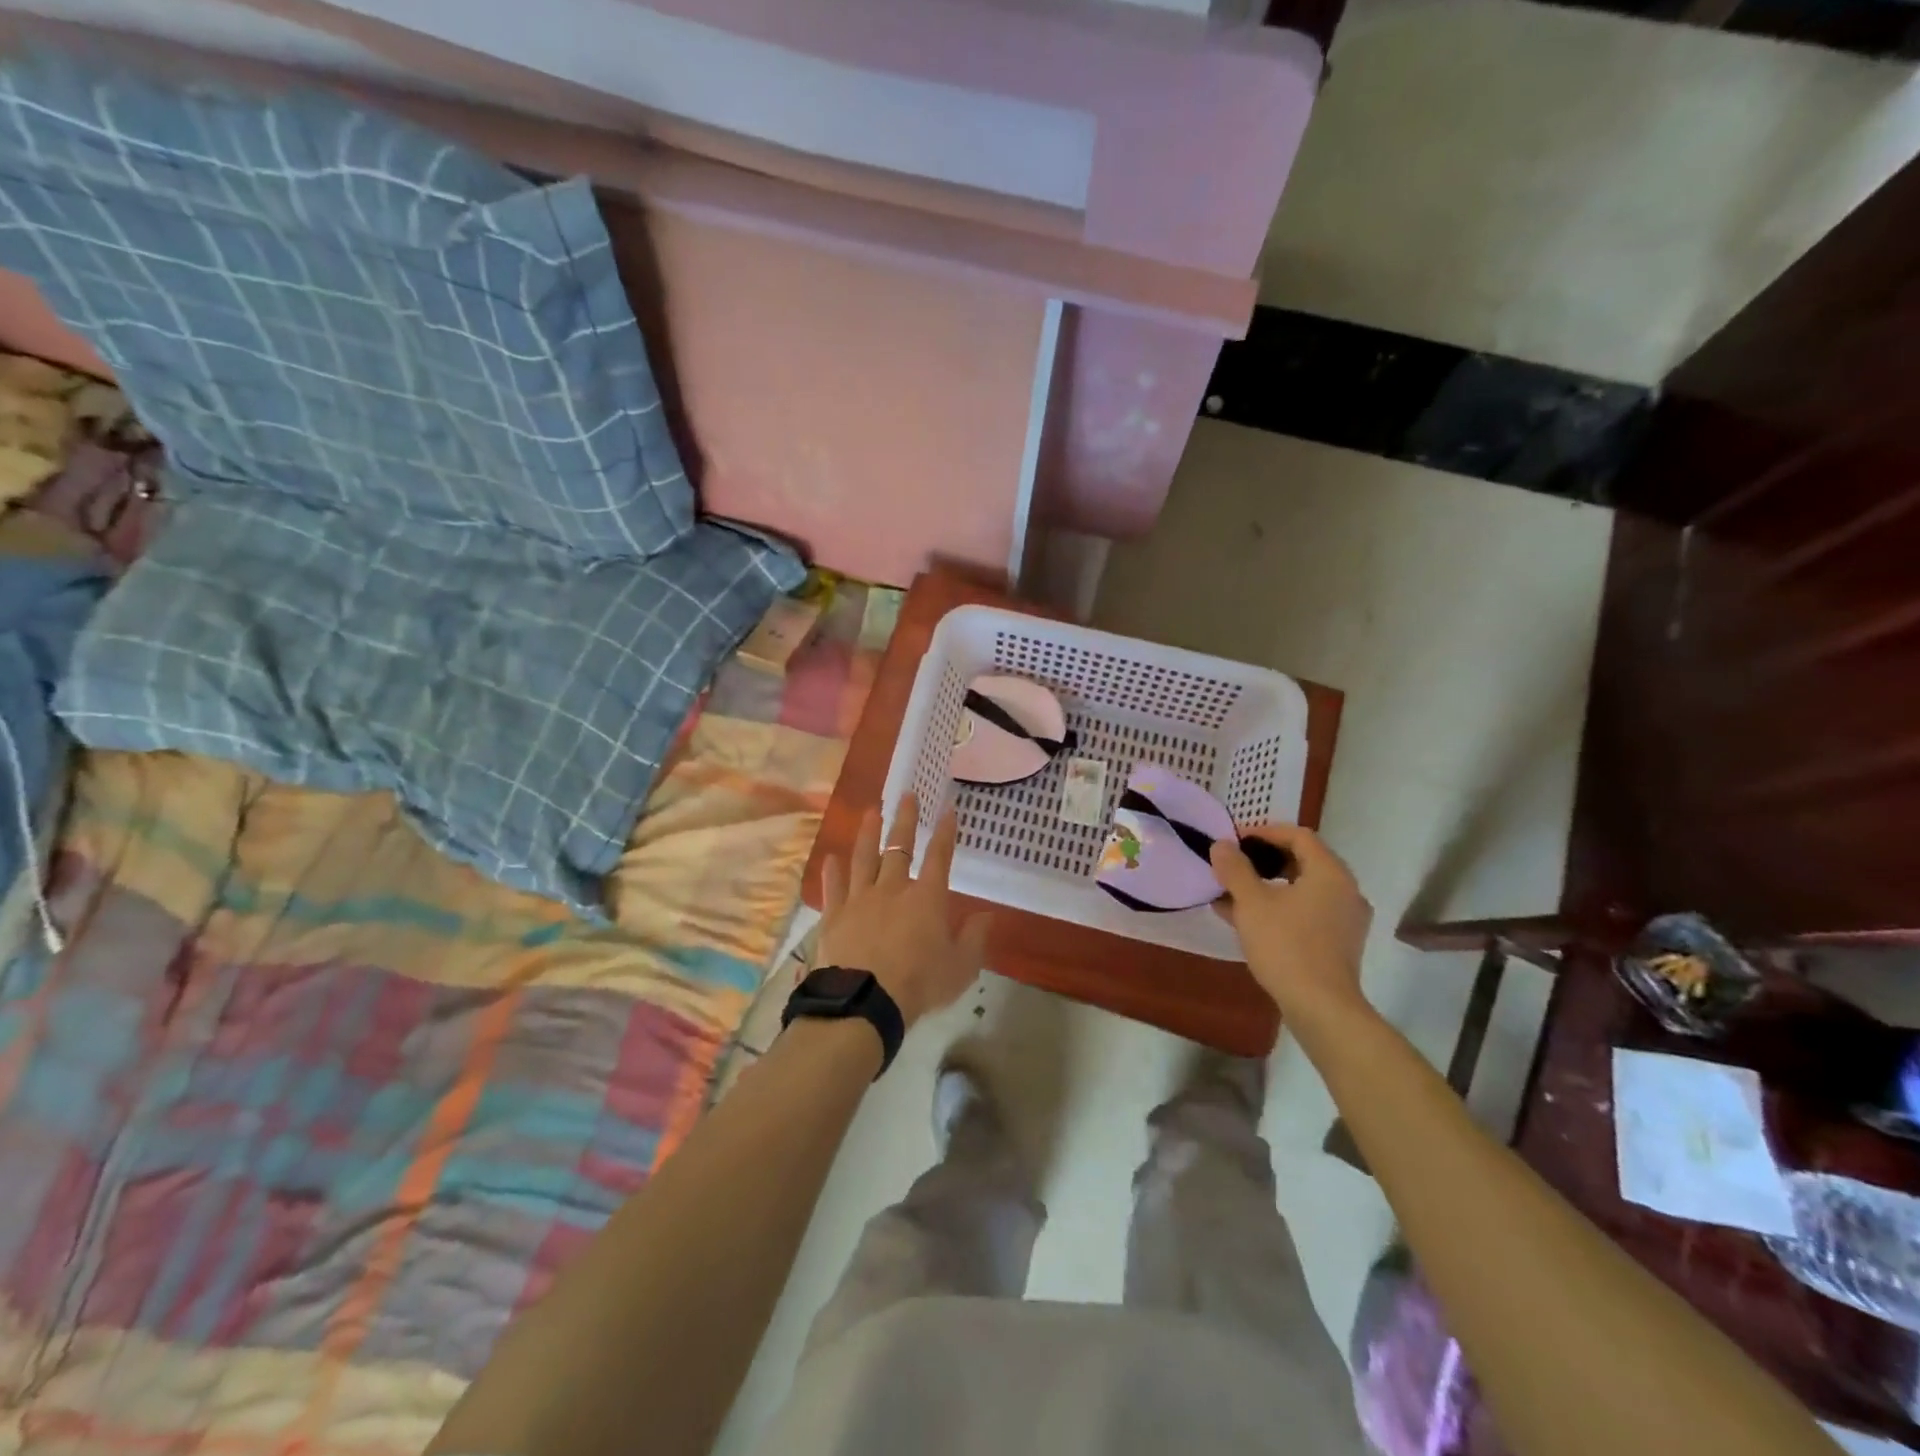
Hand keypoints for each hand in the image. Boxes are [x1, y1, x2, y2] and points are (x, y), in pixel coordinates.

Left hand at [816, 793, 993, 1026]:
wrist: (865, 1001)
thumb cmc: (920, 984)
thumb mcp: (960, 967)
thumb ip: (974, 938)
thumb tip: (987, 915)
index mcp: (927, 898)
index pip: (940, 856)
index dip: (946, 832)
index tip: (948, 809)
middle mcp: (893, 888)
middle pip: (899, 847)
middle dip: (904, 819)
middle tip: (906, 795)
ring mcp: (860, 899)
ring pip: (864, 858)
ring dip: (868, 833)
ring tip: (870, 812)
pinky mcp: (835, 915)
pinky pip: (834, 887)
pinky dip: (833, 872)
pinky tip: (831, 858)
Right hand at [1211, 824, 1372, 1018]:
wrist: (1321, 1007)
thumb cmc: (1286, 945)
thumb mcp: (1251, 903)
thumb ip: (1235, 869)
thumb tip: (1222, 845)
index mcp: (1330, 873)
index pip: (1298, 836)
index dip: (1264, 832)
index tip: (1235, 841)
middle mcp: (1345, 890)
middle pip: (1302, 861)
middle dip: (1263, 861)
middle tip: (1233, 866)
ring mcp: (1346, 919)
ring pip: (1303, 889)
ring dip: (1267, 887)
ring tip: (1232, 895)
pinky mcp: (1340, 943)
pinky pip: (1307, 912)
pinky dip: (1280, 908)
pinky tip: (1248, 921)